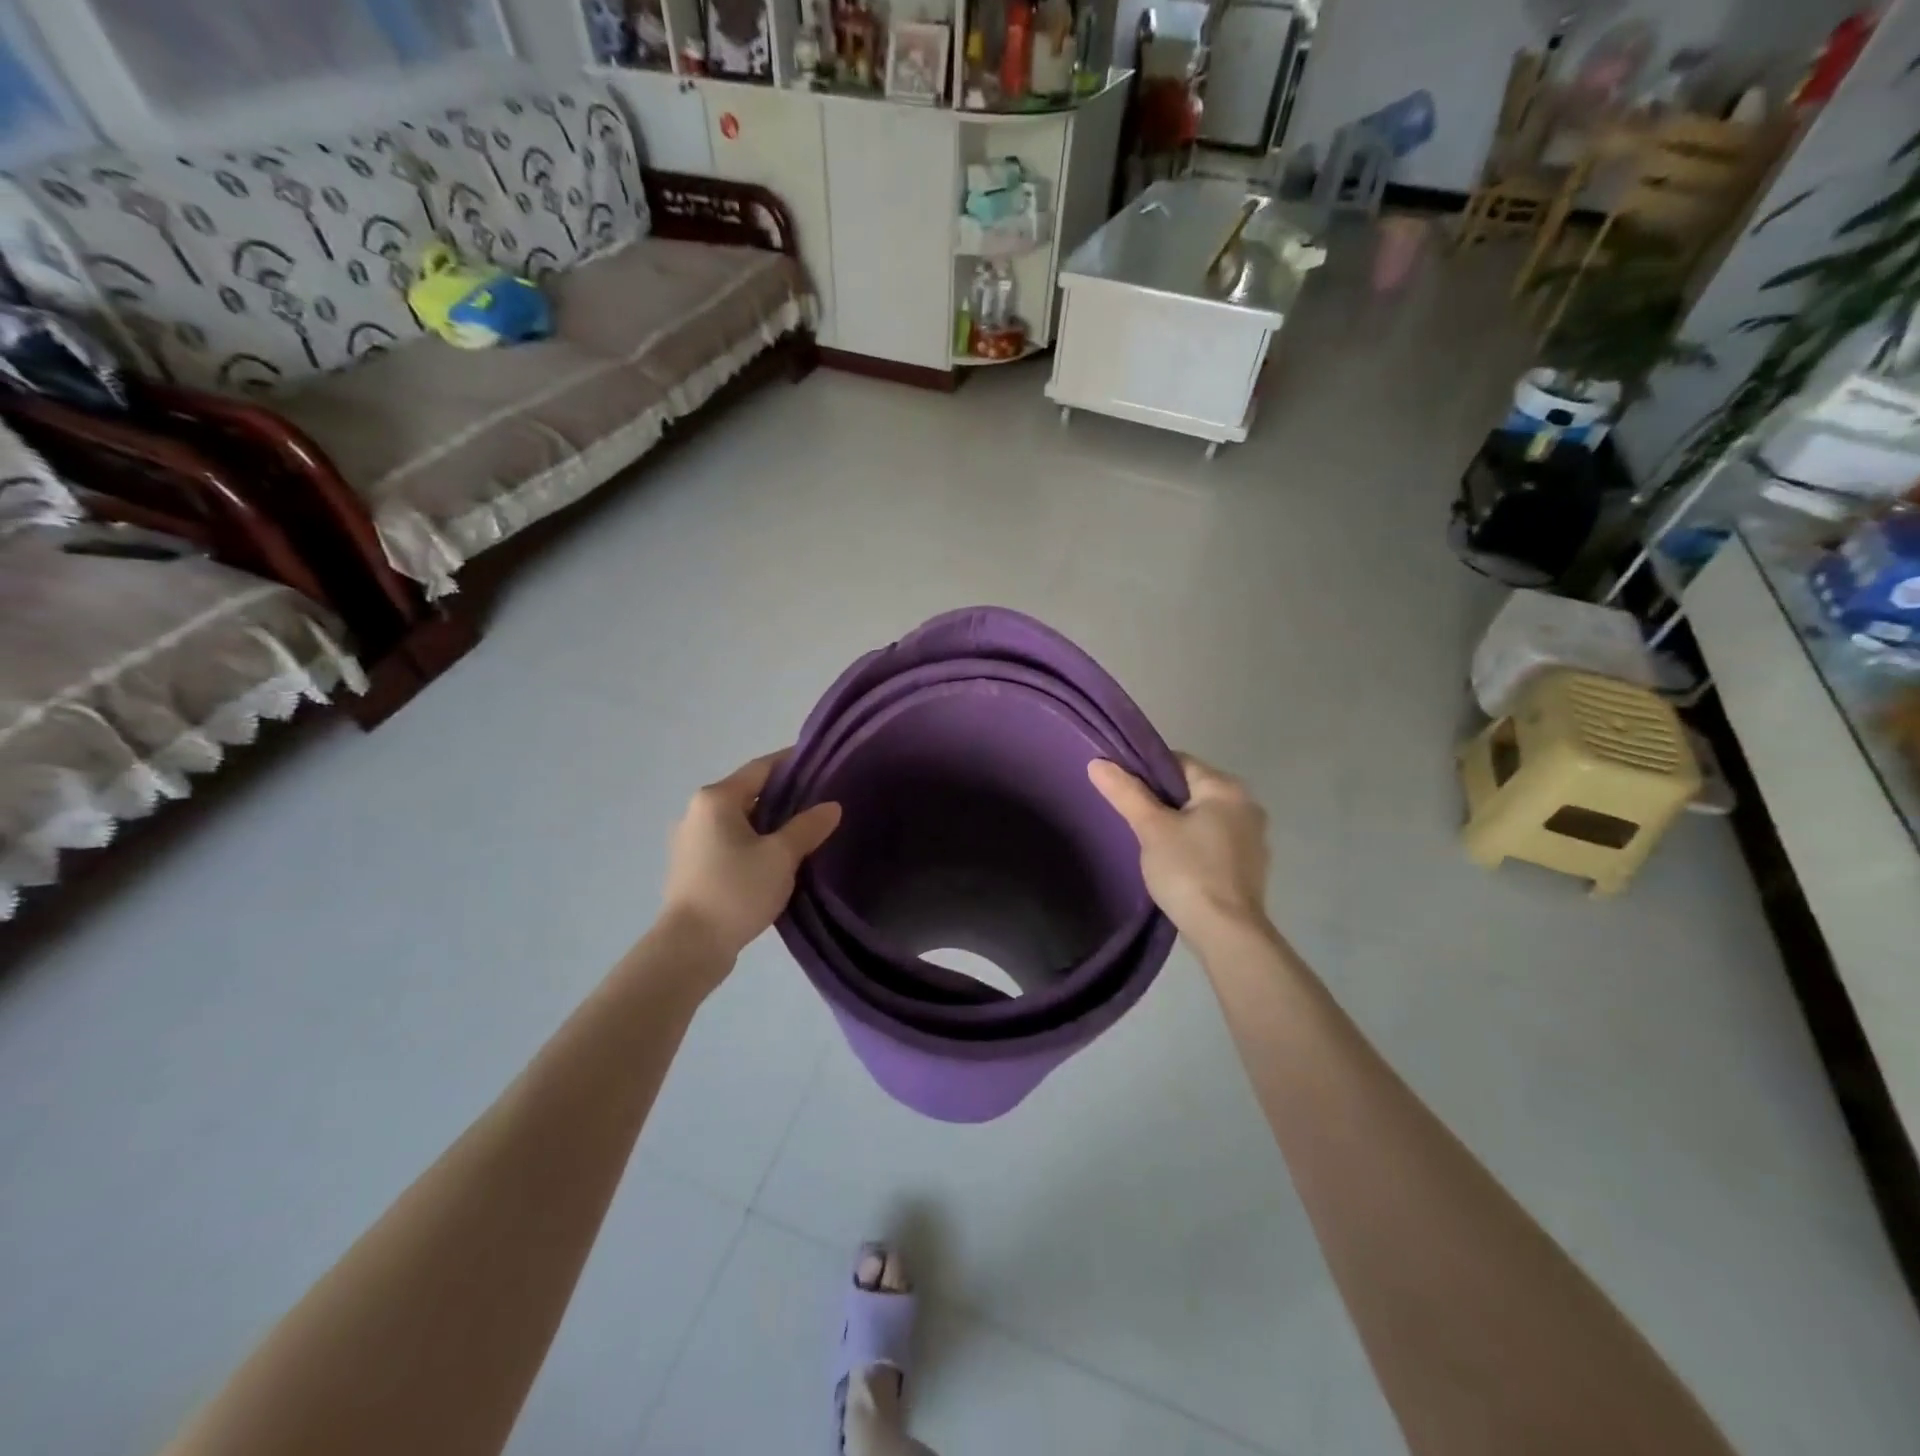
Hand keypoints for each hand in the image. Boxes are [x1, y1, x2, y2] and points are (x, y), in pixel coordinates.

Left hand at [661, 751, 841, 966]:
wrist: (690, 947)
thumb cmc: (736, 890)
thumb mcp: (781, 856)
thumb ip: (807, 827)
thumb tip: (831, 806)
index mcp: (716, 799)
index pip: (761, 767)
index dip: (793, 763)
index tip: (822, 765)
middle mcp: (697, 812)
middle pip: (749, 793)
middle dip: (784, 797)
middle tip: (820, 803)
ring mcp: (691, 841)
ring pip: (740, 821)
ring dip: (769, 824)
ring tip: (804, 833)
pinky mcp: (692, 868)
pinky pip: (730, 843)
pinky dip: (754, 843)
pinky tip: (777, 860)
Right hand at [1088, 754, 1271, 947]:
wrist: (1226, 933)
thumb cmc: (1188, 871)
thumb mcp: (1151, 829)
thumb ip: (1126, 793)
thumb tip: (1097, 763)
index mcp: (1226, 788)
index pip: (1179, 762)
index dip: (1146, 771)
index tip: (1122, 789)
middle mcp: (1247, 805)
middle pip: (1192, 789)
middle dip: (1161, 800)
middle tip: (1131, 817)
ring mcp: (1253, 837)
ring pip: (1204, 817)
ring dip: (1179, 823)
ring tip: (1148, 841)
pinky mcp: (1250, 866)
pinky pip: (1214, 841)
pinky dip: (1194, 844)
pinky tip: (1175, 862)